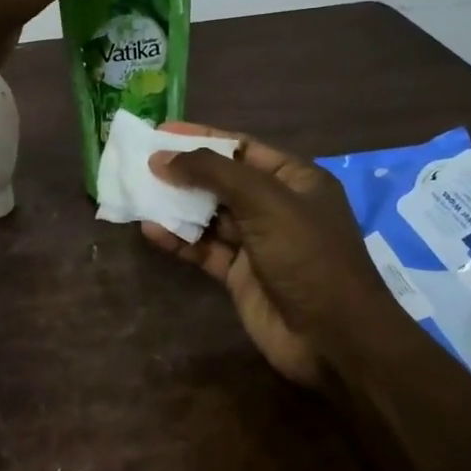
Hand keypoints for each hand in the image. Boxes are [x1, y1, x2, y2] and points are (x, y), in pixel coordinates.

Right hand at [143, 124, 392, 386]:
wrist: (333, 338)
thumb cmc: (307, 255)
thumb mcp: (264, 202)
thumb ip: (213, 174)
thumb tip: (162, 158)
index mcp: (294, 178)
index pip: (240, 147)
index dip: (201, 137)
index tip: (160, 132)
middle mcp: (275, 205)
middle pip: (221, 180)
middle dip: (183, 171)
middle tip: (140, 163)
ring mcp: (257, 242)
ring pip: (208, 216)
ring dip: (176, 206)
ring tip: (137, 194)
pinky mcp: (240, 274)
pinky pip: (204, 249)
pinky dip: (179, 239)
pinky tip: (151, 231)